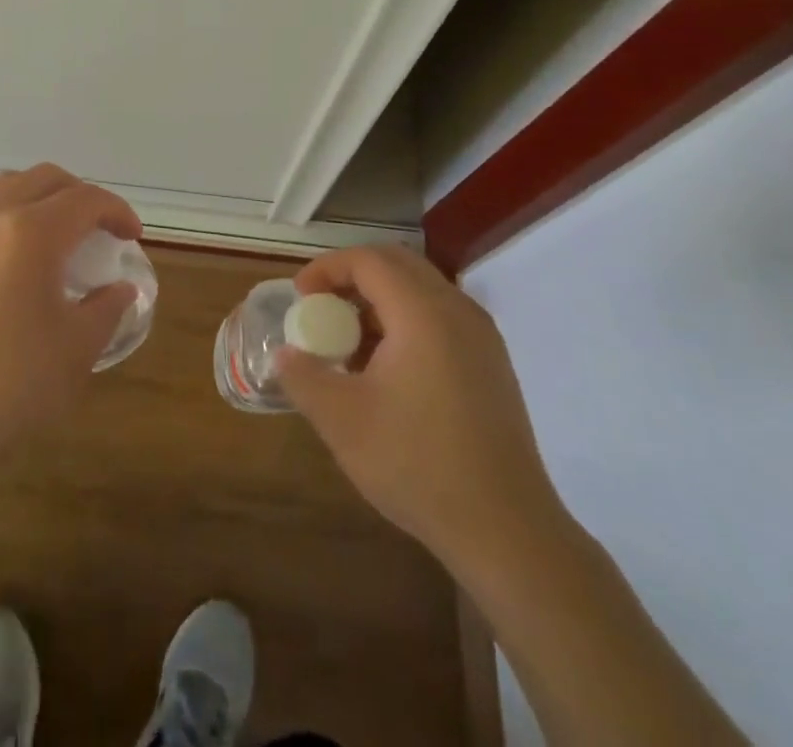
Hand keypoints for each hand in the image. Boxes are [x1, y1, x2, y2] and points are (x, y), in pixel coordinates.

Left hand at [0, 164, 140, 467]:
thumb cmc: (7, 382)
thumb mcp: (75, 350)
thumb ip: (106, 310)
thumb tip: (121, 289)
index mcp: (32, 232)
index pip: (85, 199)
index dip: (117, 211)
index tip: (133, 237)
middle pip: (44, 178)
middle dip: (80, 194)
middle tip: (100, 228)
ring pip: (7, 187)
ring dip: (40, 197)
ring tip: (57, 234)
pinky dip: (9, 216)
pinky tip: (15, 260)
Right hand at [278, 245, 568, 570]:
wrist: (507, 531)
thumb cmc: (418, 465)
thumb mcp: (341, 420)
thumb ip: (303, 376)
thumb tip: (285, 354)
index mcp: (423, 312)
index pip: (368, 260)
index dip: (327, 268)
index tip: (300, 296)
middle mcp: (457, 310)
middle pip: (398, 264)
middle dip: (352, 277)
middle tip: (322, 307)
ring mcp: (482, 337)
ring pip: (421, 290)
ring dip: (379, 300)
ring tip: (350, 343)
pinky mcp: (492, 365)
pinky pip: (441, 317)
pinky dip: (405, 321)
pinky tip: (387, 370)